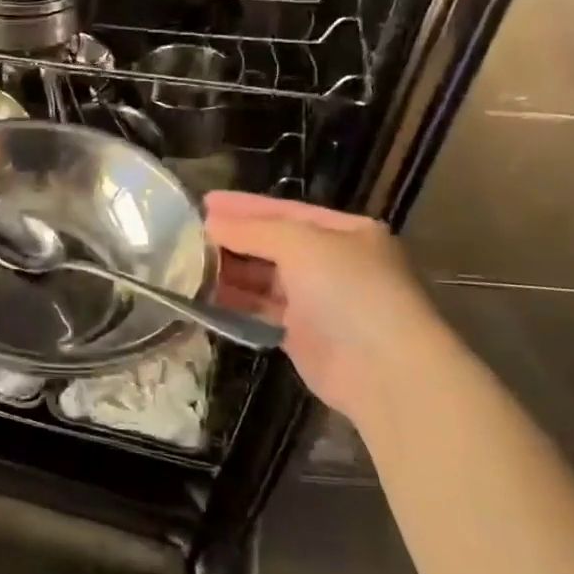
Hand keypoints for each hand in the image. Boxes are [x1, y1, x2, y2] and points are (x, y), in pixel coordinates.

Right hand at [205, 191, 453, 425]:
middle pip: (273, 243)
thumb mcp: (300, 244)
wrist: (385, 371)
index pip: (286, 210)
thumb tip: (211, 223)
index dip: (244, 206)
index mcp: (345, 232)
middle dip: (234, 238)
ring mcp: (320, 300)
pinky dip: (237, 301)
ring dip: (230, 270)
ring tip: (189, 263)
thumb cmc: (349, 291)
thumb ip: (252, 230)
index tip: (204, 202)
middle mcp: (334, 263)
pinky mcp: (304, 335)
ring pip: (265, 278)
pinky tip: (206, 294)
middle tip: (188, 234)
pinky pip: (262, 310)